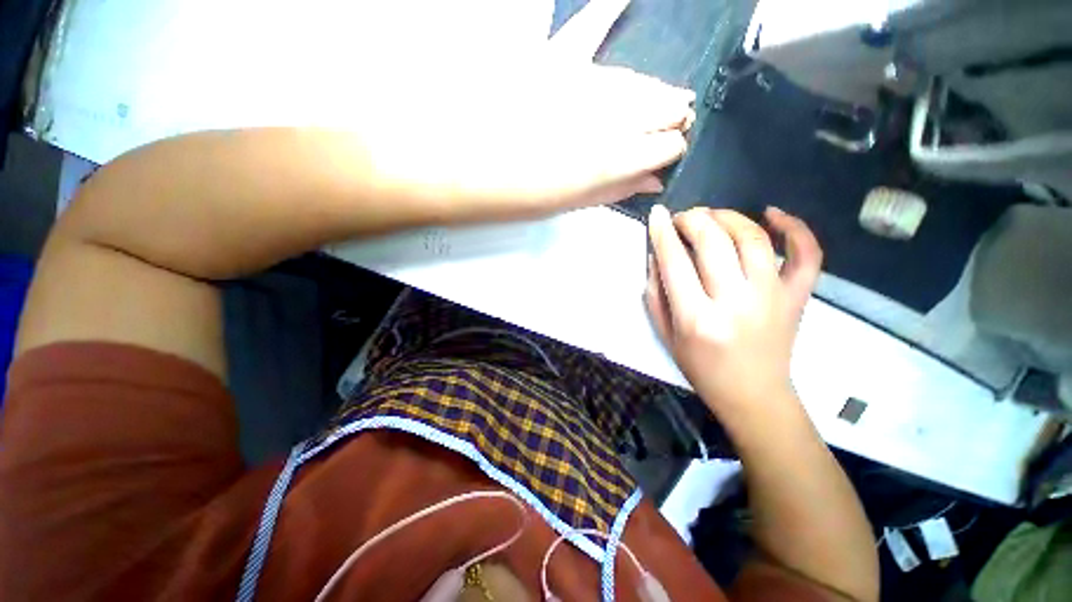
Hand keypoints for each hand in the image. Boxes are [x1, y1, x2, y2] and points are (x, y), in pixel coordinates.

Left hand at [352, 0, 694, 219]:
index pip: (662, 148)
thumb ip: (613, 191)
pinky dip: (604, 11)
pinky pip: (584, 28)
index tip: (673, 152)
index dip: (671, 150)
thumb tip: (650, 182)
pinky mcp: (550, 61)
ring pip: (633, 80)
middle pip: (654, 109)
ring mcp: (578, 85)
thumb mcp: (569, 204)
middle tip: (681, 118)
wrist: (456, 166)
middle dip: (672, 115)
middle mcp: (604, 119)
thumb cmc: (513, 196)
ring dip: (656, 88)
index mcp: (608, 162)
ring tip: (672, 94)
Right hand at [645, 205, 821, 416]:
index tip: (657, 214)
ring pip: (753, 238)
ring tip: (712, 216)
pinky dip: (795, 228)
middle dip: (693, 219)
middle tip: (682, 218)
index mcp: (696, 318)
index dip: (662, 233)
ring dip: (729, 217)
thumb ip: (655, 294)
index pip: (675, 262)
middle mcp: (735, 302)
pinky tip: (773, 214)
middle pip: (714, 242)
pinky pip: (806, 254)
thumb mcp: (666, 335)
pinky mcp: (797, 297)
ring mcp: (773, 297)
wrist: (753, 394)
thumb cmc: (701, 368)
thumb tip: (656, 255)